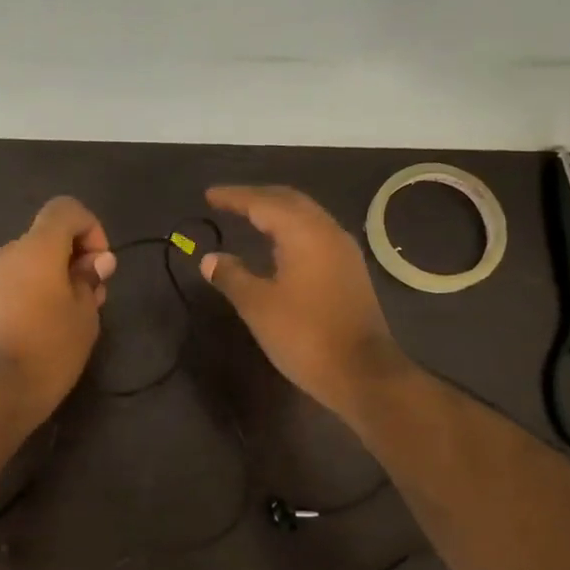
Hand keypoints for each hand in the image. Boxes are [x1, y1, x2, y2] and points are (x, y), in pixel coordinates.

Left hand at [0, 197, 116, 426]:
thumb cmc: (50, 352)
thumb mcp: (85, 316)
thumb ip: (89, 280)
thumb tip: (95, 261)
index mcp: (38, 249)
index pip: (66, 210)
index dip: (89, 229)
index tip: (98, 267)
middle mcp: (4, 253)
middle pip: (42, 239)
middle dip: (68, 261)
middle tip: (85, 299)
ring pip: (13, 258)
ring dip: (36, 273)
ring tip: (48, 308)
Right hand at [199, 185, 410, 422]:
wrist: (362, 373)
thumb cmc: (304, 335)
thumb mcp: (258, 306)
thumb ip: (232, 276)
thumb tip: (210, 259)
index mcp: (304, 233)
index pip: (263, 203)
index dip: (234, 197)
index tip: (208, 196)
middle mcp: (328, 232)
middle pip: (289, 201)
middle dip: (256, 198)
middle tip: (227, 201)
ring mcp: (343, 251)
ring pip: (305, 216)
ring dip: (275, 212)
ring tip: (248, 216)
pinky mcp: (349, 271)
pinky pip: (315, 234)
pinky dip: (290, 230)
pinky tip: (277, 245)